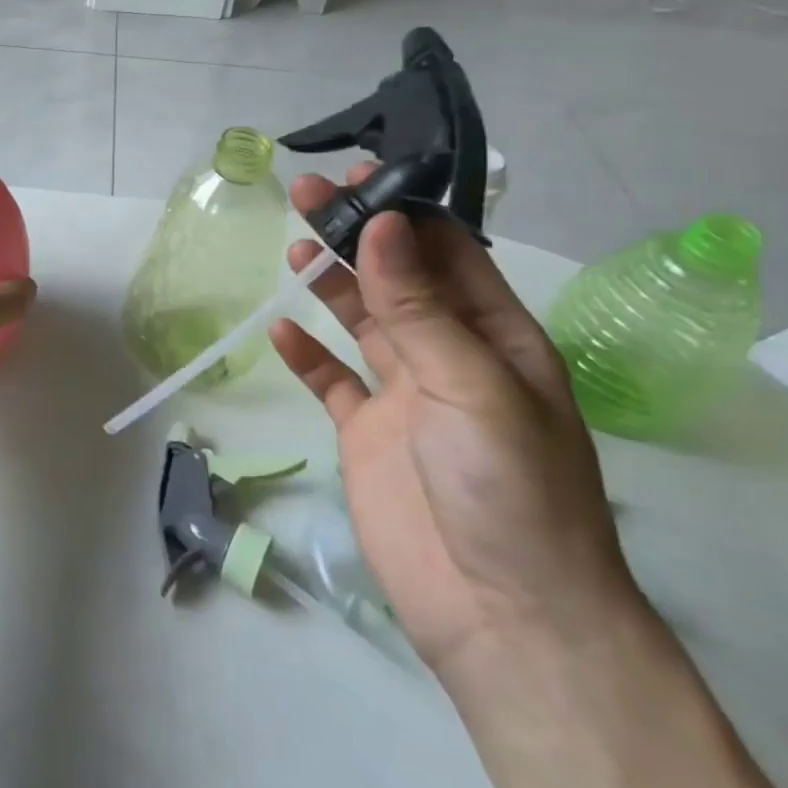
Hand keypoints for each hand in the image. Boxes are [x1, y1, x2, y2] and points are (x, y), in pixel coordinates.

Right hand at [270, 168, 644, 683]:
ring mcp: (404, 395)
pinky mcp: (365, 432)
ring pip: (361, 321)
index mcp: (496, 337)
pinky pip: (331, 380)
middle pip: (396, 278)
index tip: (362, 175)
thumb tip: (383, 224)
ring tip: (294, 249)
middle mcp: (450, 355)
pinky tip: (279, 331)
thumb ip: (419, 306)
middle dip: (356, 234)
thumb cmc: (508, 487)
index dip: (408, 211)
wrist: (500, 612)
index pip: (451, 254)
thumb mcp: (471, 385)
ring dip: (329, 283)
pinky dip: (306, 354)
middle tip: (307, 193)